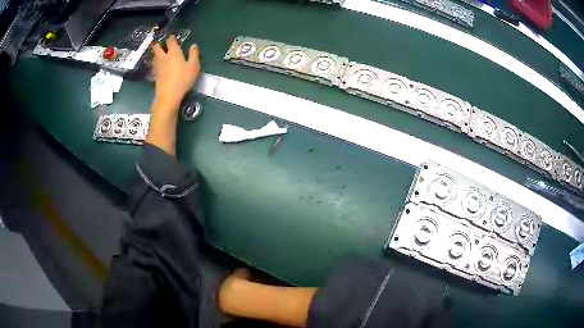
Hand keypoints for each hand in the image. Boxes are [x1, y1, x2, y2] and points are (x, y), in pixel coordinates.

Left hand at [151, 35, 199, 110]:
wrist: (168, 96)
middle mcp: (163, 58)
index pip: (170, 41)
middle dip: (158, 44)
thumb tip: (194, 45)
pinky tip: (158, 66)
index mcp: (173, 53)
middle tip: (160, 43)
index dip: (171, 38)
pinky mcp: (155, 75)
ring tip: (158, 54)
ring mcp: (157, 67)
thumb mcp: (194, 66)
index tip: (172, 36)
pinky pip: (154, 66)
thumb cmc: (183, 79)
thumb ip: (194, 55)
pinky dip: (155, 63)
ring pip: (154, 56)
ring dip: (156, 54)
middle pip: (157, 48)